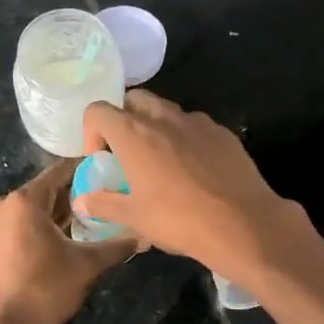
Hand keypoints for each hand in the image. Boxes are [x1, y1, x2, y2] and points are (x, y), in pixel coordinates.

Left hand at [0, 160, 136, 323]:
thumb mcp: (87, 266)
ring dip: (62, 214)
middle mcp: (5, 204)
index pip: (62, 171)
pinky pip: (23, 225)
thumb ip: (117, 246)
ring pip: (35, 210)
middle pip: (48, 190)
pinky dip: (44, 228)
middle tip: (110, 201)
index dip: (89, 171)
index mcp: (25, 200)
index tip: (113, 174)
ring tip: (94, 221)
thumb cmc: (44, 290)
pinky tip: (67, 240)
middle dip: (77, 196)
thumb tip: (146, 236)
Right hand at [72, 90, 303, 282]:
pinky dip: (186, 138)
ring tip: (162, 162)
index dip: (91, 130)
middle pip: (134, 100)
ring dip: (156, 126)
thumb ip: (103, 204)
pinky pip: (195, 126)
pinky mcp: (223, 133)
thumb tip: (81, 201)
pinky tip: (194, 169)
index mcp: (134, 134)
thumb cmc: (179, 220)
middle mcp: (163, 118)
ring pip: (167, 111)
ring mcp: (197, 122)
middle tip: (127, 152)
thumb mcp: (134, 218)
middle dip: (124, 119)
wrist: (242, 223)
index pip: (98, 110)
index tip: (99, 158)